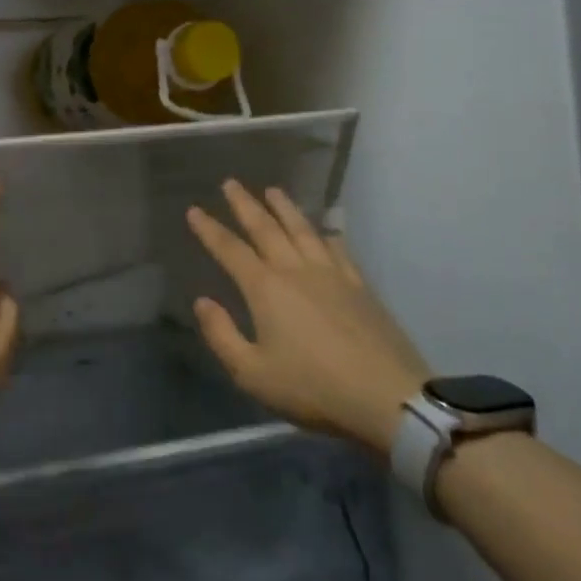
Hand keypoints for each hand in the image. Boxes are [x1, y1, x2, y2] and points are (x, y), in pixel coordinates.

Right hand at [187, 180, 429, 457]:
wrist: (387, 398)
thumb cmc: (312, 388)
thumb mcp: (251, 372)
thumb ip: (221, 334)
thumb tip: (202, 302)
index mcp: (265, 289)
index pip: (230, 250)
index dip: (209, 229)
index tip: (194, 210)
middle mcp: (296, 271)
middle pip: (266, 228)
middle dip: (245, 205)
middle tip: (231, 183)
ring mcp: (332, 275)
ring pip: (303, 230)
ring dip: (285, 208)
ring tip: (273, 191)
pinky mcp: (360, 287)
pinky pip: (338, 249)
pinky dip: (326, 233)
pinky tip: (325, 229)